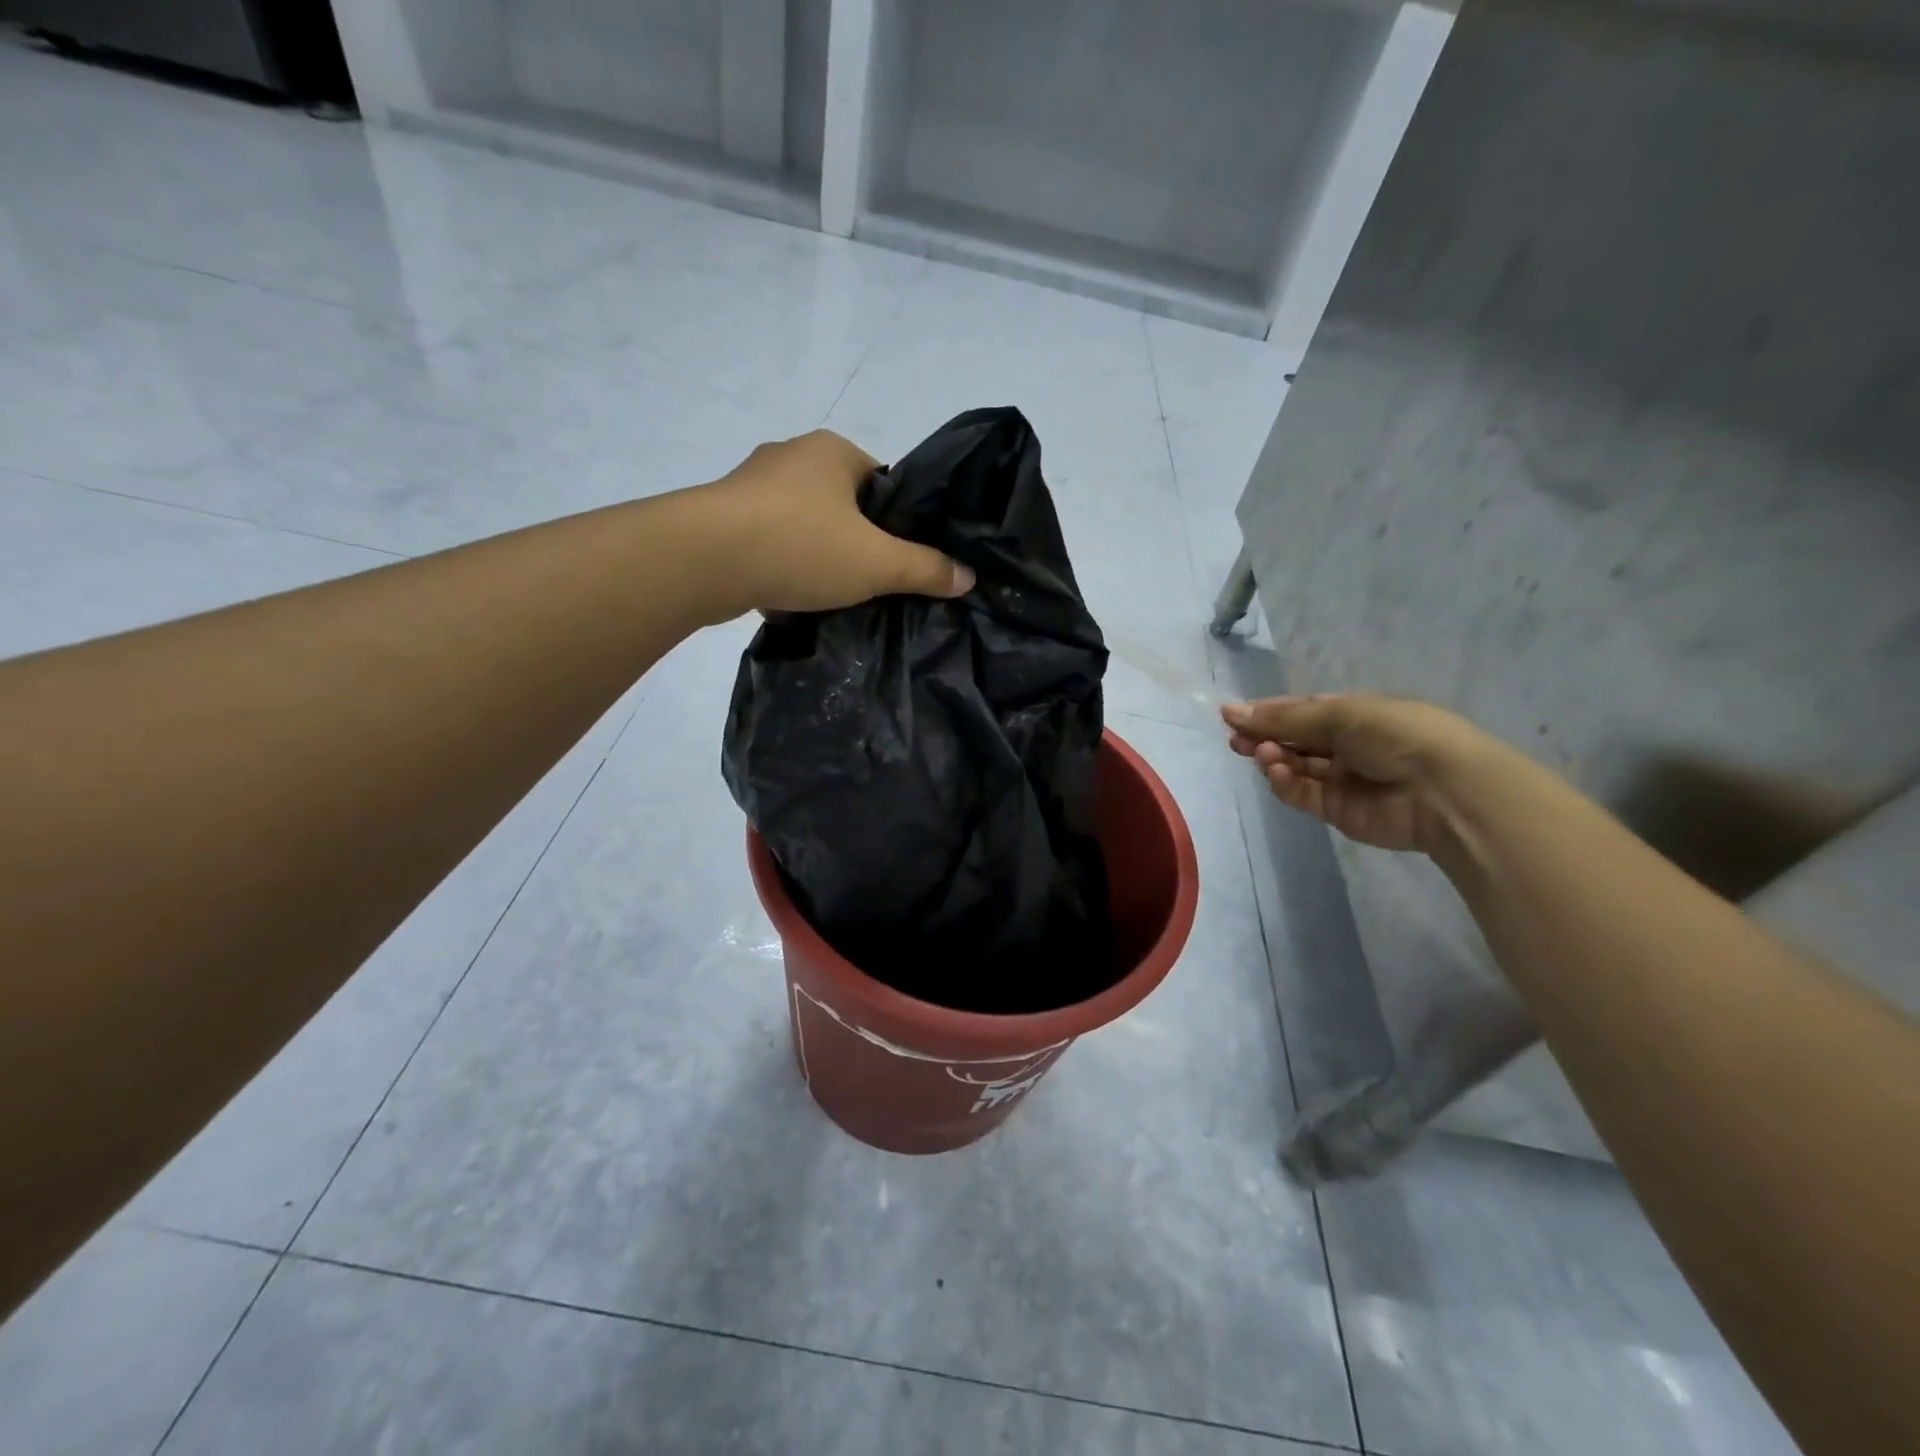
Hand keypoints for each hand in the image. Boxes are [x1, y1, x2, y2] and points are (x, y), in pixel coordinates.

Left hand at [703, 431, 973, 615]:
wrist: (702, 560)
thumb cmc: (801, 545)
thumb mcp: (878, 563)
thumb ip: (925, 569)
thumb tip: (967, 577)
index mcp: (832, 451)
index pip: (883, 483)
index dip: (898, 522)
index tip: (901, 559)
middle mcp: (790, 457)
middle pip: (843, 505)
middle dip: (857, 543)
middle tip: (871, 582)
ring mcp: (750, 486)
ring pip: (803, 526)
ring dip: (817, 557)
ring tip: (830, 595)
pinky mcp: (721, 518)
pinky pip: (769, 544)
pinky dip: (782, 567)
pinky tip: (790, 598)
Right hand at [1221, 694, 1485, 853]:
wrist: (1444, 791)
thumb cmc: (1396, 734)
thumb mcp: (1339, 714)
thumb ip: (1284, 718)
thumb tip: (1231, 712)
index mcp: (1354, 714)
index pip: (1301, 710)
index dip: (1267, 712)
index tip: (1231, 715)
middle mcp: (1346, 745)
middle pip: (1293, 740)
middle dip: (1264, 737)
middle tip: (1236, 740)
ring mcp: (1341, 779)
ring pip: (1294, 767)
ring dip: (1273, 759)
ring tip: (1262, 754)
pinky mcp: (1337, 810)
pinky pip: (1301, 794)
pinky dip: (1285, 783)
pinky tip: (1277, 772)